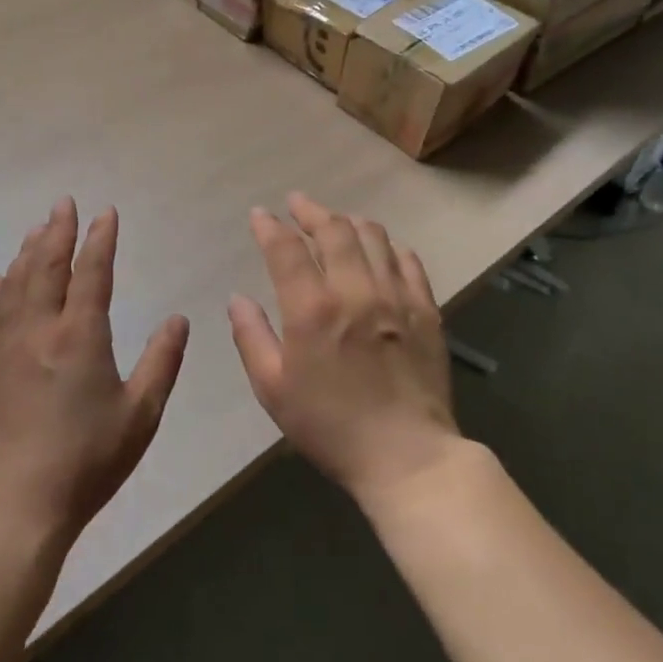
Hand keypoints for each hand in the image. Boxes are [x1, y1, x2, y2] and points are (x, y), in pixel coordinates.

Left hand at [0, 198, 189, 545]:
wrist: (18, 503)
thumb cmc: (87, 460)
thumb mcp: (140, 415)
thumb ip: (161, 362)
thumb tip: (178, 318)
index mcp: (79, 336)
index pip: (92, 272)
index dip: (100, 239)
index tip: (106, 212)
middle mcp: (39, 329)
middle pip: (46, 265)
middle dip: (57, 230)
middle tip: (63, 203)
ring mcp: (5, 346)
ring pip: (15, 283)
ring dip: (27, 251)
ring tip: (36, 229)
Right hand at [228, 192, 462, 504]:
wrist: (407, 457)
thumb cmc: (330, 426)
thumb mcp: (273, 389)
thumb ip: (251, 337)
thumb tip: (237, 298)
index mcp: (312, 308)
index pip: (286, 248)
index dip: (269, 226)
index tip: (260, 215)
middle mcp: (355, 290)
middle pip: (333, 229)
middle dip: (310, 210)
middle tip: (297, 204)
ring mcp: (395, 296)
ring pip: (373, 235)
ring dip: (348, 221)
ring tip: (336, 222)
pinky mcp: (425, 308)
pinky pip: (408, 260)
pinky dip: (388, 245)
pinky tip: (379, 249)